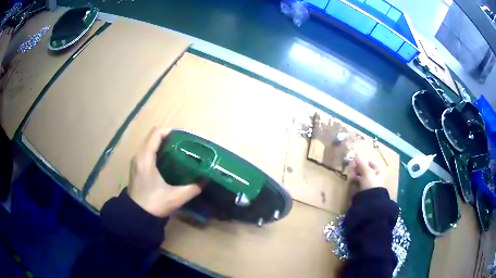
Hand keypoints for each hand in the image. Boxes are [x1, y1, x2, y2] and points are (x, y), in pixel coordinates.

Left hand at [127, 128, 201, 217]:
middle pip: (153, 137)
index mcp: (145, 158)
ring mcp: (136, 162)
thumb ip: (193, 188)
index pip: (156, 134)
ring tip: (179, 150)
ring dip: (163, 144)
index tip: (184, 135)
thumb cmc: (154, 204)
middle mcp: (139, 156)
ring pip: (150, 144)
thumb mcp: (176, 197)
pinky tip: (169, 160)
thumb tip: (205, 180)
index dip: (170, 130)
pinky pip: (147, 152)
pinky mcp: (137, 168)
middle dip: (169, 137)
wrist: (137, 216)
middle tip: (184, 143)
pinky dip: (158, 151)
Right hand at [351, 155, 385, 191]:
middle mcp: (377, 176)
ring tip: (351, 176)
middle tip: (352, 169)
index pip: (371, 162)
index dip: (363, 161)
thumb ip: (361, 163)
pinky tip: (352, 182)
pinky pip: (360, 183)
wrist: (370, 202)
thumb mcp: (366, 172)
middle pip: (366, 169)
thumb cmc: (371, 184)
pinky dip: (356, 181)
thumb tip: (356, 155)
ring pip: (362, 176)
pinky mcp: (366, 191)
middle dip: (359, 168)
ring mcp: (371, 184)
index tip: (356, 162)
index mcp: (380, 170)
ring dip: (356, 175)